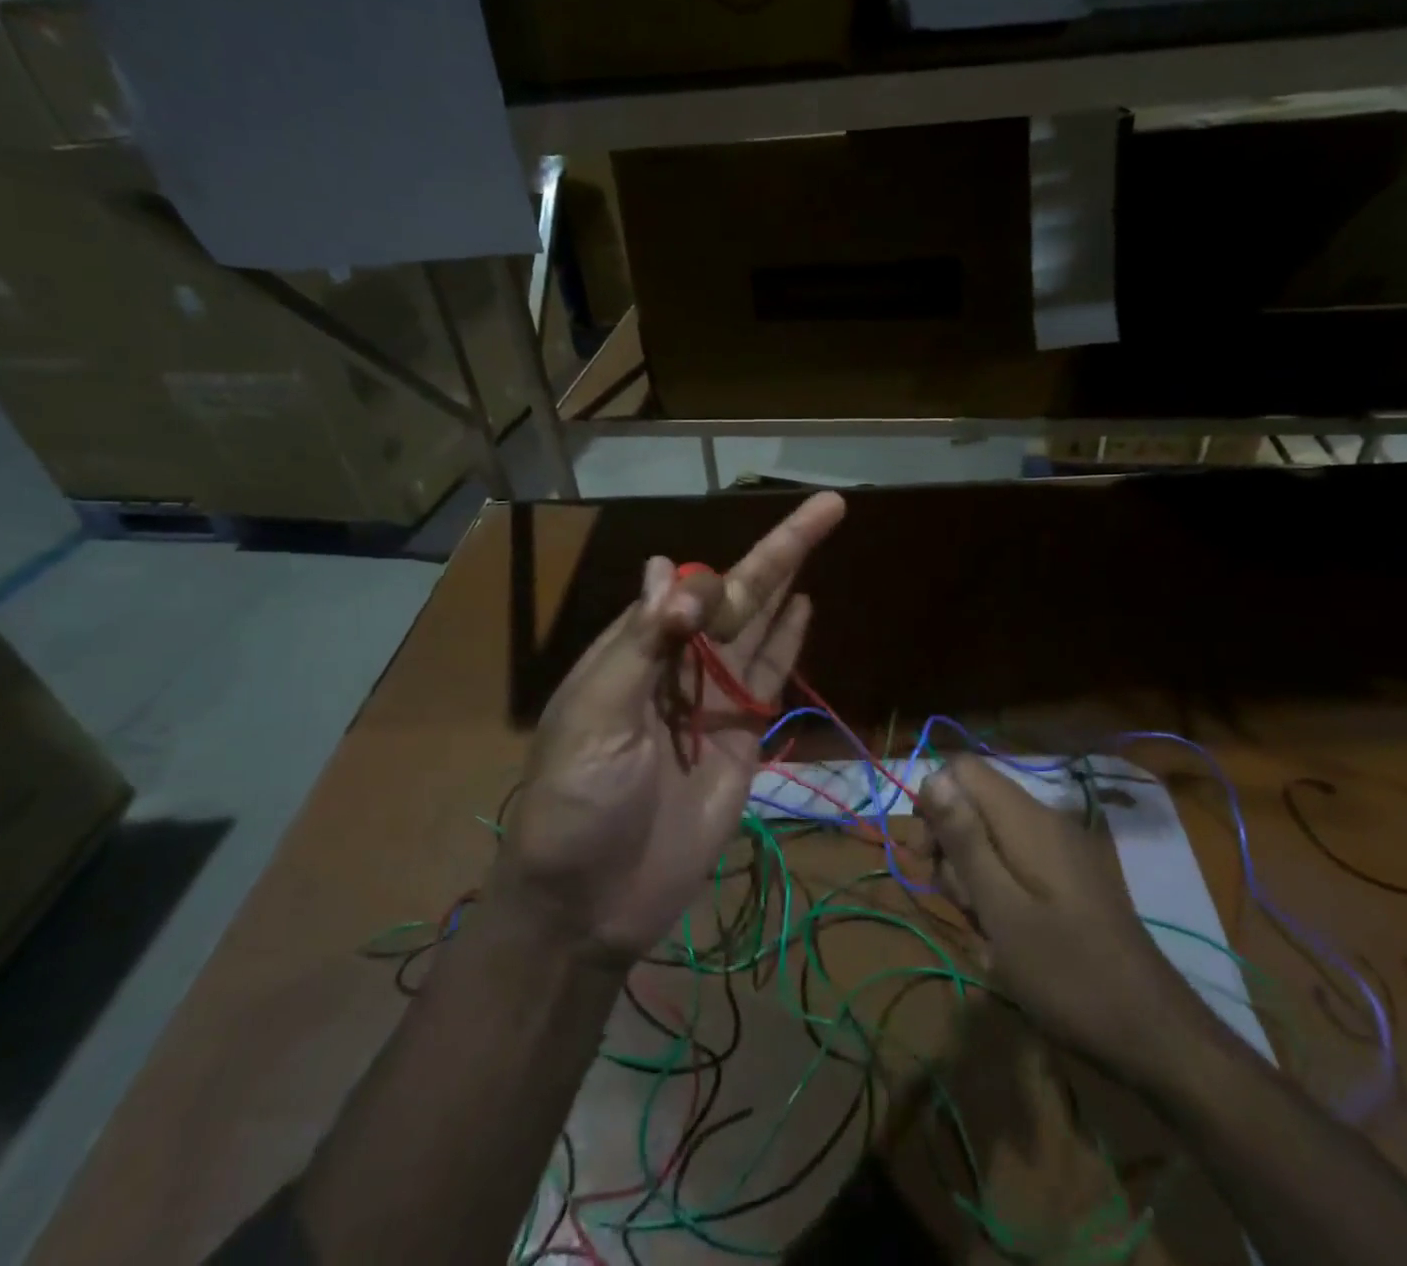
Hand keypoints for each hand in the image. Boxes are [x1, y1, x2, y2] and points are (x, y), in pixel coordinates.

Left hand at [491, 492, 846, 965]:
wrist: (589, 901)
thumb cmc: (576, 802)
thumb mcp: (596, 716)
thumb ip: (643, 644)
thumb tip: (674, 572)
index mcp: (635, 651)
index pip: (685, 588)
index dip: (717, 568)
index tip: (740, 564)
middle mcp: (678, 665)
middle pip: (736, 599)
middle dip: (780, 553)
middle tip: (829, 506)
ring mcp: (712, 702)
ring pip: (758, 631)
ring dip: (788, 586)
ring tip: (819, 538)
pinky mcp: (740, 739)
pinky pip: (767, 681)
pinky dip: (786, 643)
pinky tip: (804, 607)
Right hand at [919, 755, 1201, 1078]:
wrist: (1157, 1036)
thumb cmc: (1067, 973)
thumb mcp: (1001, 909)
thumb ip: (965, 840)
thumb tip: (932, 777)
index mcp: (1027, 819)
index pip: (962, 769)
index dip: (934, 801)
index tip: (927, 855)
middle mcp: (1045, 821)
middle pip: (974, 804)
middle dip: (951, 847)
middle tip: (957, 903)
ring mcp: (1063, 850)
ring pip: (992, 838)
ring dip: (974, 877)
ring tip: (986, 931)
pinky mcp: (1072, 878)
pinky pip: (1018, 863)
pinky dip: (1000, 891)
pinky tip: (1007, 937)